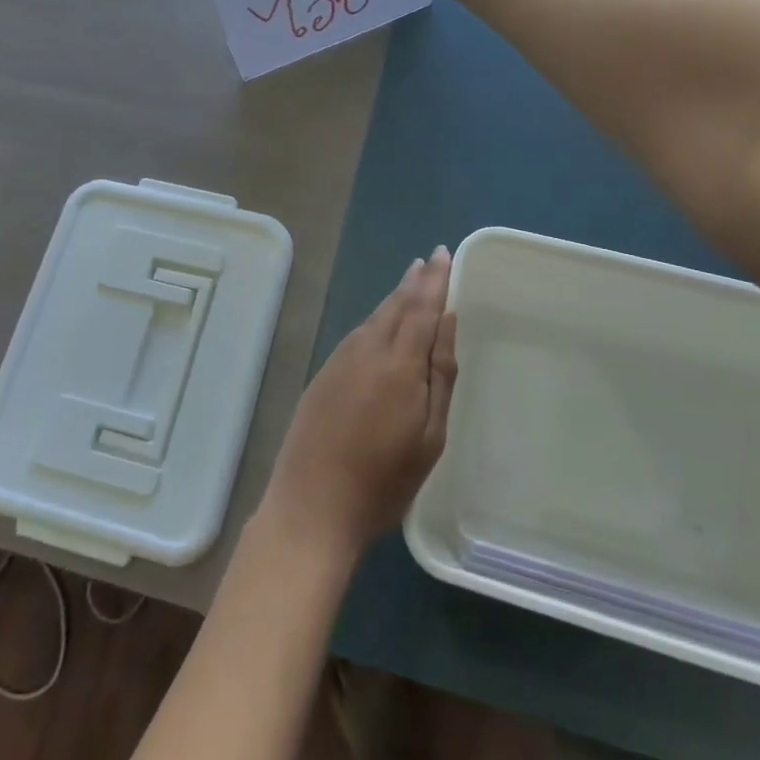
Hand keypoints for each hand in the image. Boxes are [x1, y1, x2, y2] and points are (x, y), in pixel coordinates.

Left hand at [258, 247, 458, 559]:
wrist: (312, 505)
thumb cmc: (384, 481)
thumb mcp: (429, 437)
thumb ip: (440, 374)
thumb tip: (448, 320)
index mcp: (399, 364)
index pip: (421, 308)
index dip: (434, 280)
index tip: (443, 254)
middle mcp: (367, 350)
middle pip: (395, 306)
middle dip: (415, 282)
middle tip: (430, 261)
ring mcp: (340, 361)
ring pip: (374, 318)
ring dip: (395, 298)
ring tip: (411, 283)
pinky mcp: (323, 374)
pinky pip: (357, 335)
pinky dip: (376, 320)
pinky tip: (382, 323)